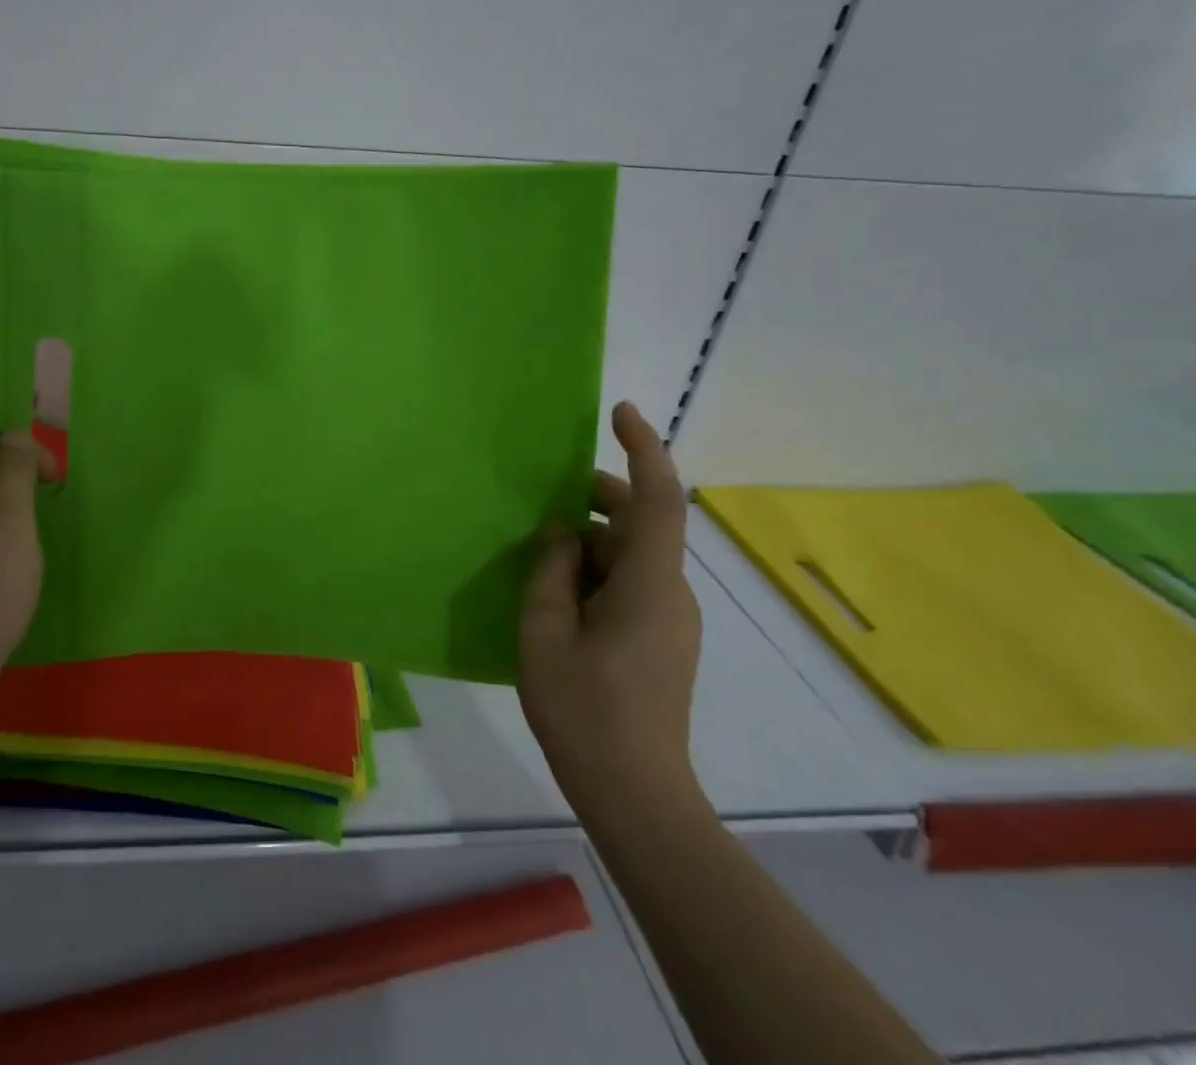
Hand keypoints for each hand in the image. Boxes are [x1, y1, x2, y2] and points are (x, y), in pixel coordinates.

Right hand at [518, 401, 701, 812]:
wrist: (637, 797)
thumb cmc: (585, 712)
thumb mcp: (544, 633)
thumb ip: (550, 572)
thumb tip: (562, 536)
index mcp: (649, 586)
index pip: (658, 500)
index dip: (644, 449)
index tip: (619, 412)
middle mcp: (672, 594)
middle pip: (643, 523)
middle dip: (598, 497)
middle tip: (544, 494)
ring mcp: (671, 619)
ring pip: (634, 555)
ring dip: (591, 539)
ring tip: (538, 548)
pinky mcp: (662, 640)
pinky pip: (631, 583)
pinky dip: (596, 569)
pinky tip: (556, 591)